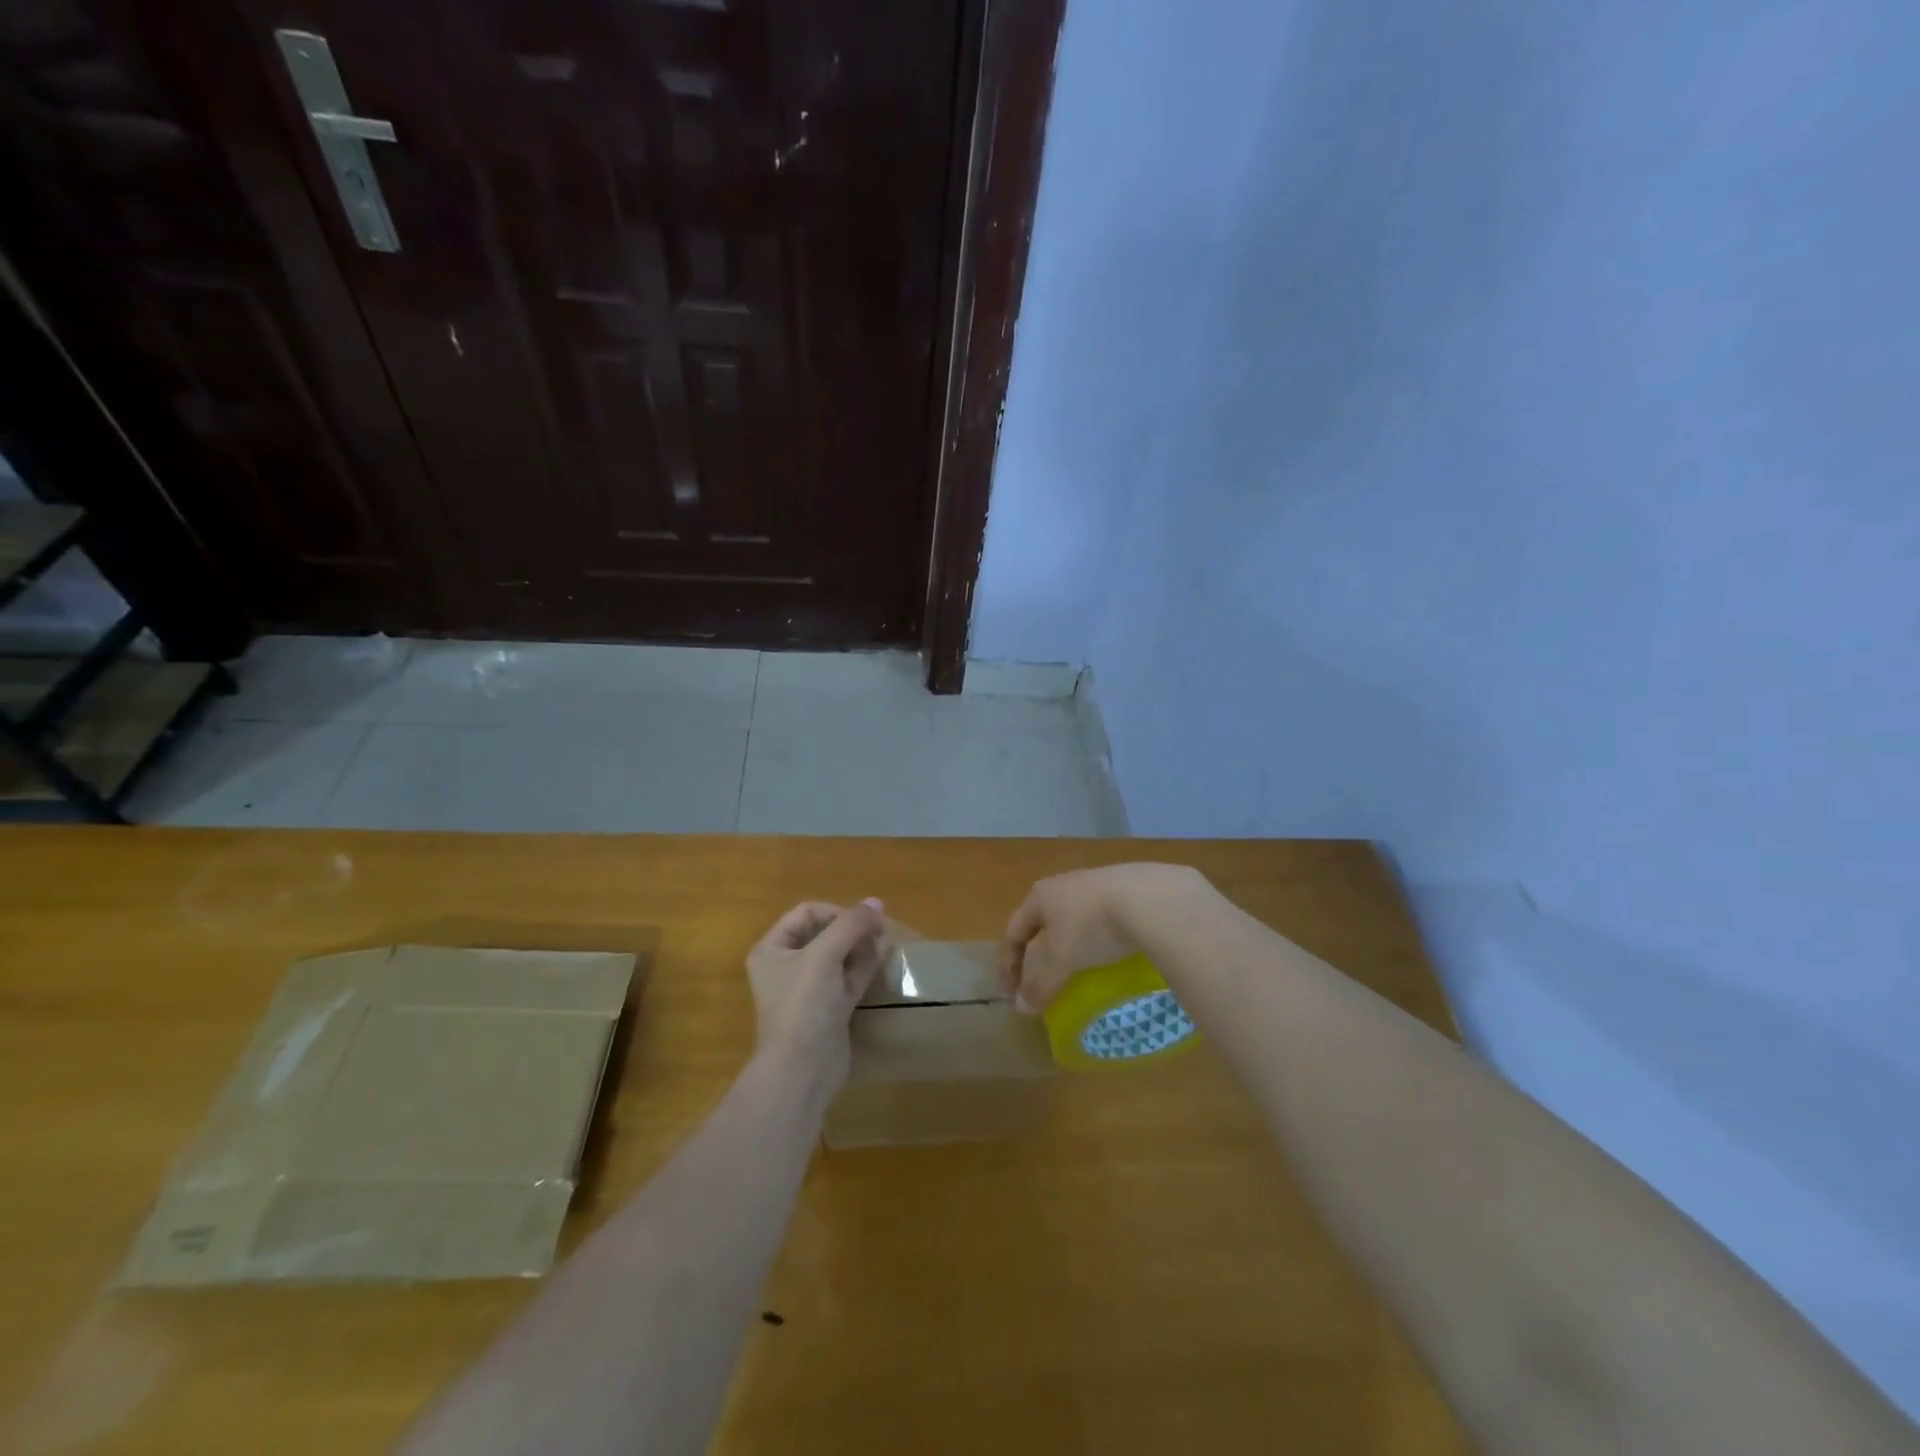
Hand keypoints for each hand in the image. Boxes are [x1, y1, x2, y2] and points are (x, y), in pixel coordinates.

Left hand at [746, 899, 888, 1083]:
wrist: (802, 1070)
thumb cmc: (803, 1004)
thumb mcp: (825, 955)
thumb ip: (851, 924)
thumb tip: (876, 902)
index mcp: (772, 949)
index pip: (807, 913)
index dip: (836, 911)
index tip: (862, 920)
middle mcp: (788, 966)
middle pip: (824, 933)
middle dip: (852, 928)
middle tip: (880, 928)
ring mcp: (809, 990)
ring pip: (839, 956)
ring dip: (861, 946)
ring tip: (886, 940)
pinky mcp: (828, 1010)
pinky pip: (847, 979)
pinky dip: (864, 967)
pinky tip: (884, 958)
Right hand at [1000, 864, 1204, 1011]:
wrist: (1148, 897)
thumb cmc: (1091, 926)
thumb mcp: (1061, 960)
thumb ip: (1040, 984)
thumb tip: (1021, 1008)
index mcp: (1039, 896)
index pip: (1014, 931)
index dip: (1008, 963)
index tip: (1010, 991)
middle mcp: (1062, 883)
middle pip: (1041, 921)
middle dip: (1038, 950)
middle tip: (1040, 977)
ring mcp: (1095, 881)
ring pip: (1072, 915)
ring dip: (1068, 941)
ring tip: (1077, 965)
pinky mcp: (1125, 886)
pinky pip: (1100, 915)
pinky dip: (1096, 935)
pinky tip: (1109, 949)